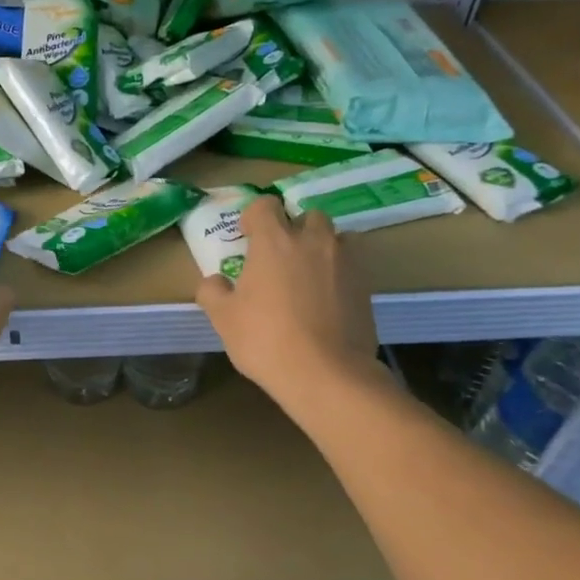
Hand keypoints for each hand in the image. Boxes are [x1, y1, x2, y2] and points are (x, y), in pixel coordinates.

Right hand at [195, 195, 386, 407]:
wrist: (326, 374)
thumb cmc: (266, 339)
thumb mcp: (223, 318)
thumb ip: (212, 292)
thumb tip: (214, 281)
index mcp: (274, 241)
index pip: (265, 205)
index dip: (254, 217)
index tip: (247, 237)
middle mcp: (312, 241)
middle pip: (307, 215)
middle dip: (294, 228)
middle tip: (280, 256)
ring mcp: (345, 262)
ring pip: (336, 237)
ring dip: (321, 247)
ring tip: (308, 275)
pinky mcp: (366, 286)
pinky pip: (352, 266)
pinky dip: (339, 274)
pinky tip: (327, 301)